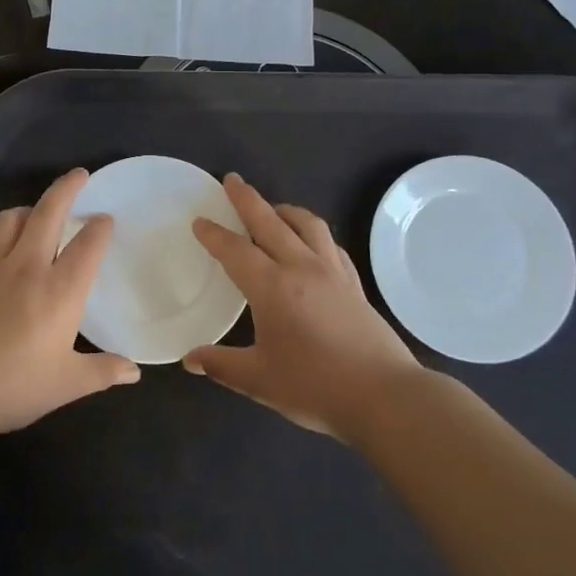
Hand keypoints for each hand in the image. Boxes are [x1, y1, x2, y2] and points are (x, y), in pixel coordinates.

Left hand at [0, 167, 138, 438]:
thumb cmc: (13, 386)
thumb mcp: (67, 385)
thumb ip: (103, 371)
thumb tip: (135, 371)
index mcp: (60, 291)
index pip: (87, 245)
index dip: (100, 227)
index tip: (106, 219)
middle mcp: (28, 268)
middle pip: (49, 213)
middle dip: (67, 188)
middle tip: (80, 175)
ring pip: (11, 220)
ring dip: (29, 210)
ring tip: (38, 213)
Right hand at [184, 173, 428, 439]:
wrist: (385, 396)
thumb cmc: (315, 386)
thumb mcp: (259, 380)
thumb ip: (221, 365)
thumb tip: (190, 359)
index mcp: (272, 287)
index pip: (235, 251)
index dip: (214, 234)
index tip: (200, 220)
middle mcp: (301, 268)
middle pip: (270, 222)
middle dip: (247, 199)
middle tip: (232, 180)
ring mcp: (332, 273)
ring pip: (307, 225)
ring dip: (285, 210)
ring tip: (272, 207)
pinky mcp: (354, 284)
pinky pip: (330, 244)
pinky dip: (314, 234)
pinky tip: (311, 243)